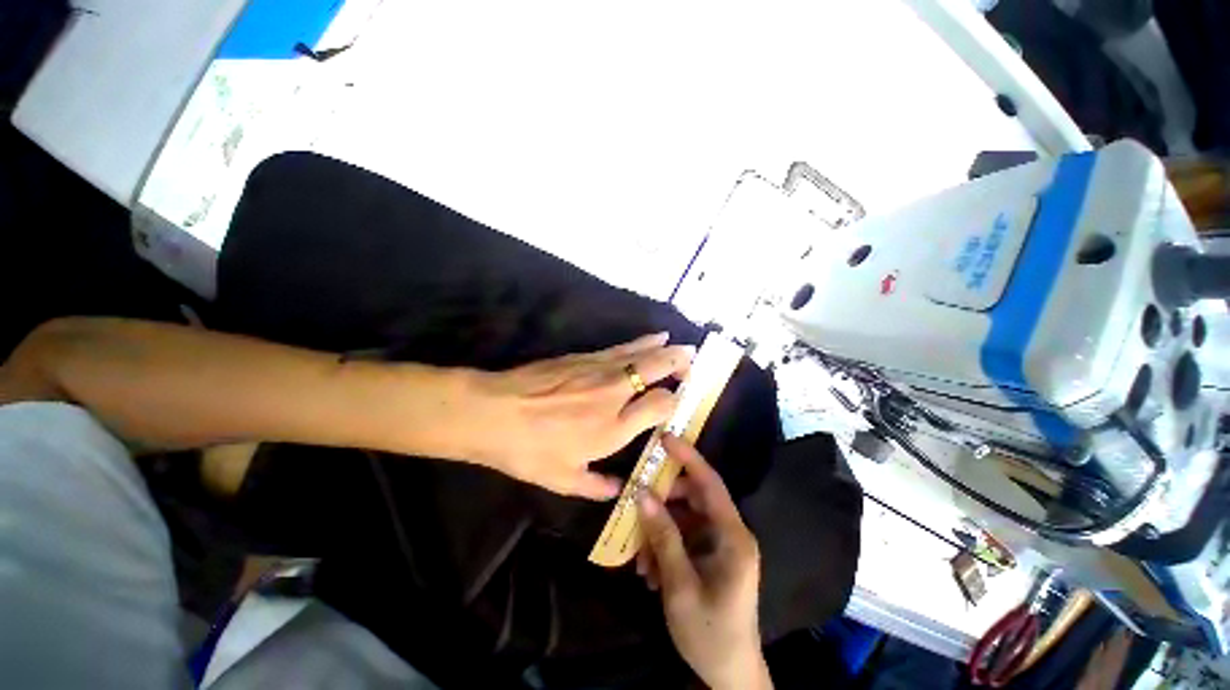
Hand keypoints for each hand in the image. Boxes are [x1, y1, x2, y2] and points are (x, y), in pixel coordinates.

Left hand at [463, 333, 694, 499]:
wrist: (492, 411)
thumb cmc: (528, 450)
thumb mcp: (563, 480)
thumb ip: (597, 487)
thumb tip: (617, 490)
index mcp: (614, 428)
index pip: (662, 405)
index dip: (675, 402)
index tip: (677, 403)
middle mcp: (615, 394)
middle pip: (658, 370)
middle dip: (681, 364)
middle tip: (693, 365)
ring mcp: (600, 370)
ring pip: (643, 354)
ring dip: (667, 349)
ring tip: (684, 348)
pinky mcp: (585, 356)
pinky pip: (622, 348)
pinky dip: (643, 342)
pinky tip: (654, 337)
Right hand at [636, 436, 771, 689]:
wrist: (730, 676)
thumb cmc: (709, 632)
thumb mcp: (680, 585)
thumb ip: (662, 536)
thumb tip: (642, 493)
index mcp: (733, 536)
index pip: (709, 483)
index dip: (688, 457)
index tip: (665, 438)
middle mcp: (730, 533)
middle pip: (694, 498)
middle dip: (664, 501)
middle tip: (637, 504)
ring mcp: (722, 545)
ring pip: (686, 518)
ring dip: (661, 530)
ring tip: (640, 556)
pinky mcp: (713, 556)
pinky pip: (686, 537)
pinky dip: (666, 545)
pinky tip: (650, 571)